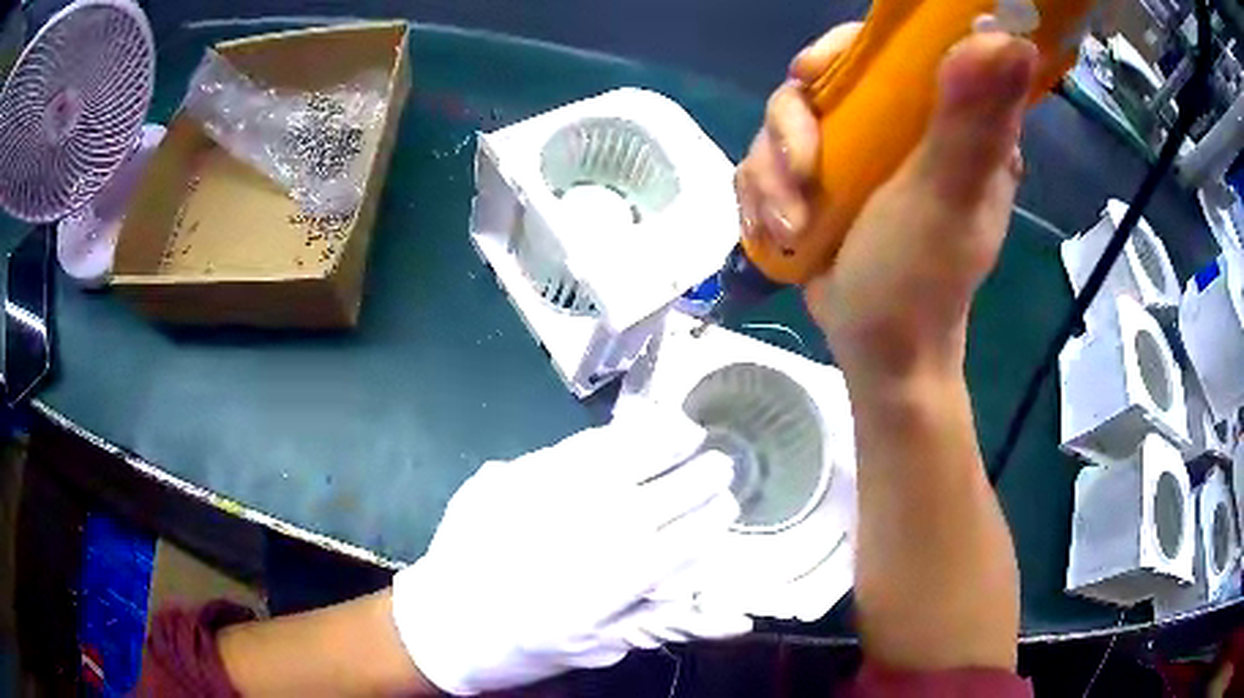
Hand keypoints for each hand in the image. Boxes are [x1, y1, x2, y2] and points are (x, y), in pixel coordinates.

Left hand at [391, 411, 749, 695]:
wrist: (445, 621)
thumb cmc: (527, 644)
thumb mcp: (601, 647)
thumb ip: (667, 622)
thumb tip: (739, 618)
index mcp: (618, 577)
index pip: (688, 537)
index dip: (714, 517)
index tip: (729, 505)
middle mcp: (594, 528)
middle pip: (667, 492)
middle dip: (703, 476)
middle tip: (721, 464)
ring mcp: (554, 494)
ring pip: (627, 456)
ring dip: (666, 441)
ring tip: (689, 431)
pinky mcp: (519, 473)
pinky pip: (577, 446)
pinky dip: (614, 435)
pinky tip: (630, 429)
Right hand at [739, 26, 1035, 384]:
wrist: (878, 353)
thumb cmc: (920, 282)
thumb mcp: (948, 197)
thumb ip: (972, 121)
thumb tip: (1009, 39)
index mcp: (948, 119)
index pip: (895, 47)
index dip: (847, 48)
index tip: (813, 75)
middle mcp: (902, 126)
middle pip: (824, 79)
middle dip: (793, 125)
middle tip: (800, 170)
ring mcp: (858, 152)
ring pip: (785, 121)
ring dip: (772, 173)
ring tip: (789, 224)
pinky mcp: (822, 180)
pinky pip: (767, 160)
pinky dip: (760, 194)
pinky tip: (775, 231)